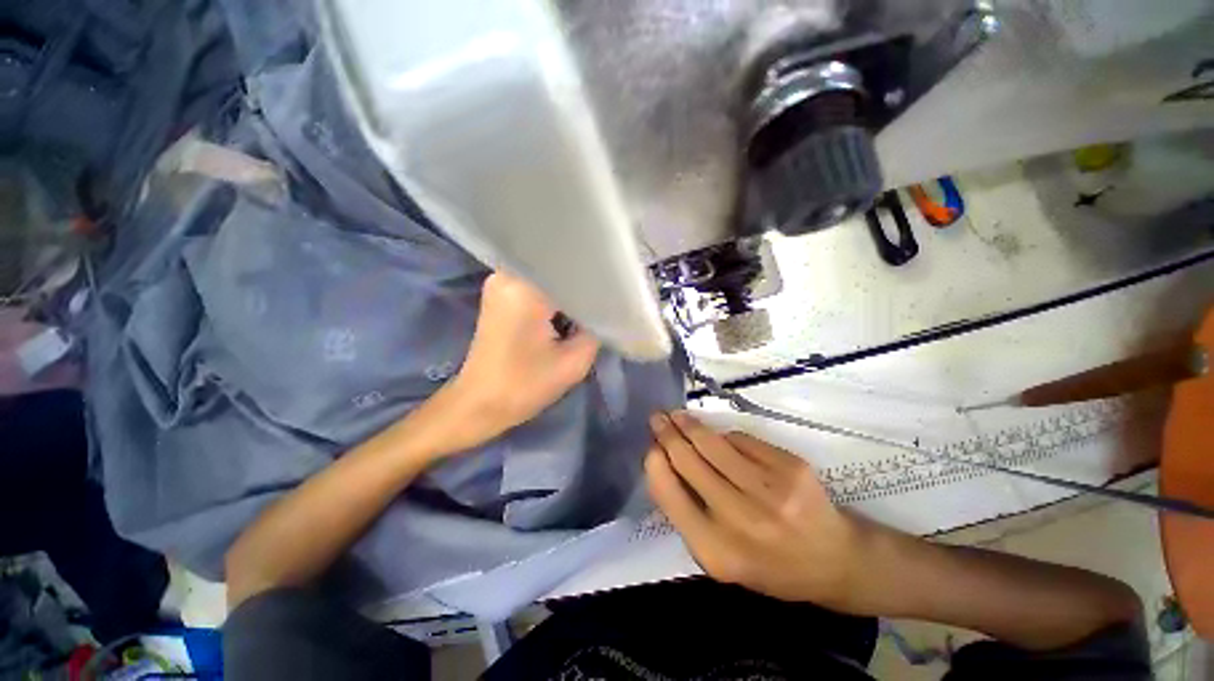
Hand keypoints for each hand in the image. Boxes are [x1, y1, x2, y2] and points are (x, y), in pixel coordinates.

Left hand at [441, 272, 599, 450]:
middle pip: (557, 268)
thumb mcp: (574, 362)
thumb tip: (605, 309)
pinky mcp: (500, 296)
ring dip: (567, 291)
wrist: (479, 404)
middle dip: (582, 284)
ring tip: (590, 303)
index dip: (595, 279)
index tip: (615, 289)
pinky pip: (535, 286)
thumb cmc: (524, 385)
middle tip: (606, 297)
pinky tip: (567, 311)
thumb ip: (596, 329)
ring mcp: (500, 284)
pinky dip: (553, 297)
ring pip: (547, 277)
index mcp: (524, 287)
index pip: (571, 268)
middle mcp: (508, 275)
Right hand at [645, 411, 876, 611]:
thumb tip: (663, 463)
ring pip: (713, 443)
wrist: (834, 560)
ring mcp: (769, 491)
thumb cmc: (768, 564)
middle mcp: (741, 520)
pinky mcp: (790, 468)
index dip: (655, 464)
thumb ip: (688, 515)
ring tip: (677, 416)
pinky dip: (724, 435)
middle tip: (657, 418)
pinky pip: (741, 439)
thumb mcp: (720, 556)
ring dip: (689, 424)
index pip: (670, 495)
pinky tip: (717, 436)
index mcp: (716, 551)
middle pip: (689, 461)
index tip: (651, 447)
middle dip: (667, 434)